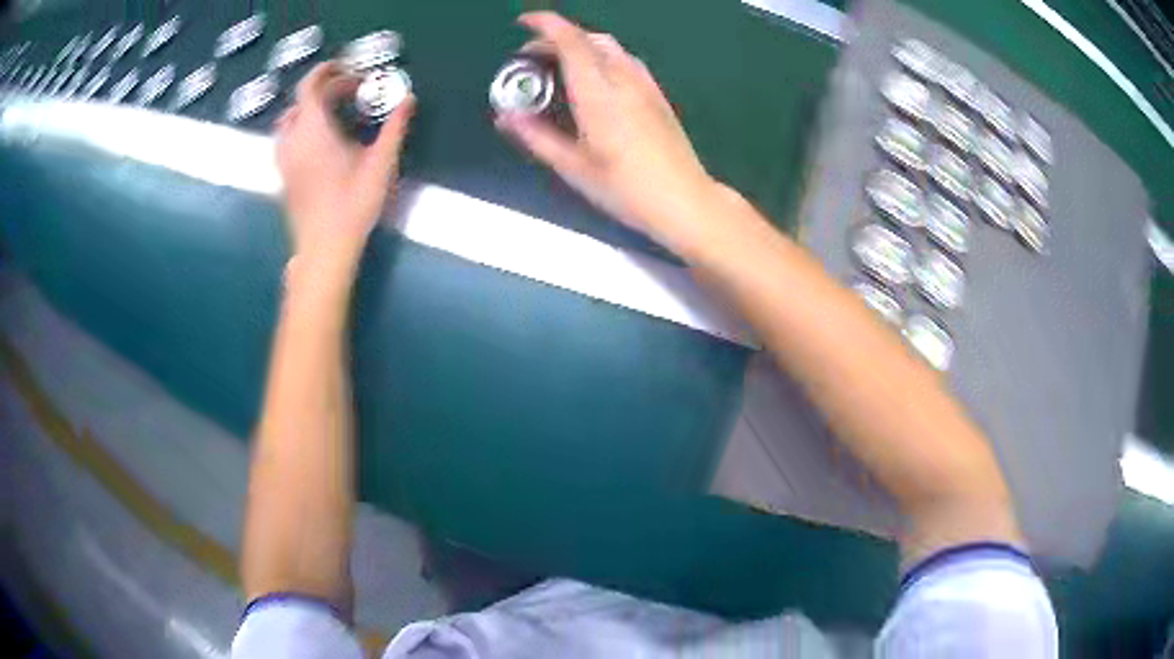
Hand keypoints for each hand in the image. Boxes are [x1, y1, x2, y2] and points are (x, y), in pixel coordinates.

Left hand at [275, 62, 415, 276]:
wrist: (324, 249)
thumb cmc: (353, 204)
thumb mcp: (381, 163)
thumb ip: (394, 127)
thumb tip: (409, 99)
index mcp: (313, 129)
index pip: (310, 86)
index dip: (327, 72)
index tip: (348, 70)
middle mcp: (292, 140)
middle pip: (299, 102)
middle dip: (322, 90)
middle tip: (349, 93)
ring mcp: (284, 161)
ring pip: (288, 123)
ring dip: (308, 110)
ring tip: (332, 115)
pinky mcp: (283, 178)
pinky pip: (286, 141)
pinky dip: (301, 130)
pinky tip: (320, 143)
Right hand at [496, 12, 721, 248]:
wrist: (685, 201)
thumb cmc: (626, 189)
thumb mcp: (574, 168)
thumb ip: (537, 136)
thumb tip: (505, 116)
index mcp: (599, 94)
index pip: (571, 42)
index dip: (545, 24)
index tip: (522, 22)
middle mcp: (624, 80)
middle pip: (588, 38)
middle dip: (556, 37)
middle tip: (530, 58)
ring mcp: (645, 84)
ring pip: (609, 46)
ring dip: (579, 44)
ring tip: (558, 66)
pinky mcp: (657, 94)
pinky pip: (625, 59)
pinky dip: (600, 55)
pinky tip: (592, 79)